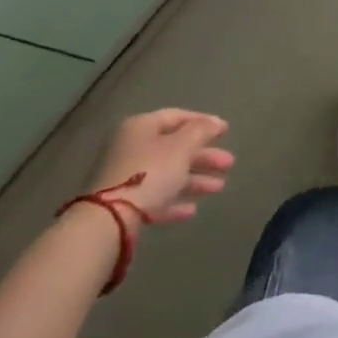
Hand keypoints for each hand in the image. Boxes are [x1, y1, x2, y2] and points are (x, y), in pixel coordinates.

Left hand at [86, 109, 233, 225]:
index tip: (226, 131)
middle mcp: (132, 147)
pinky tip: (192, 210)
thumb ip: (201, 131)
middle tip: (229, 163)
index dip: (203, 122)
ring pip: (167, 173)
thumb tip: (216, 122)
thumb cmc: (150, 172)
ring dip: (194, 180)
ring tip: (220, 187)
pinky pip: (155, 197)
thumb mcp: (182, 146)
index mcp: (141, 126)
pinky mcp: (124, 205)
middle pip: (175, 147)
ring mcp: (125, 177)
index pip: (177, 117)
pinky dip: (174, 200)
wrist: (109, 220)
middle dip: (204, 156)